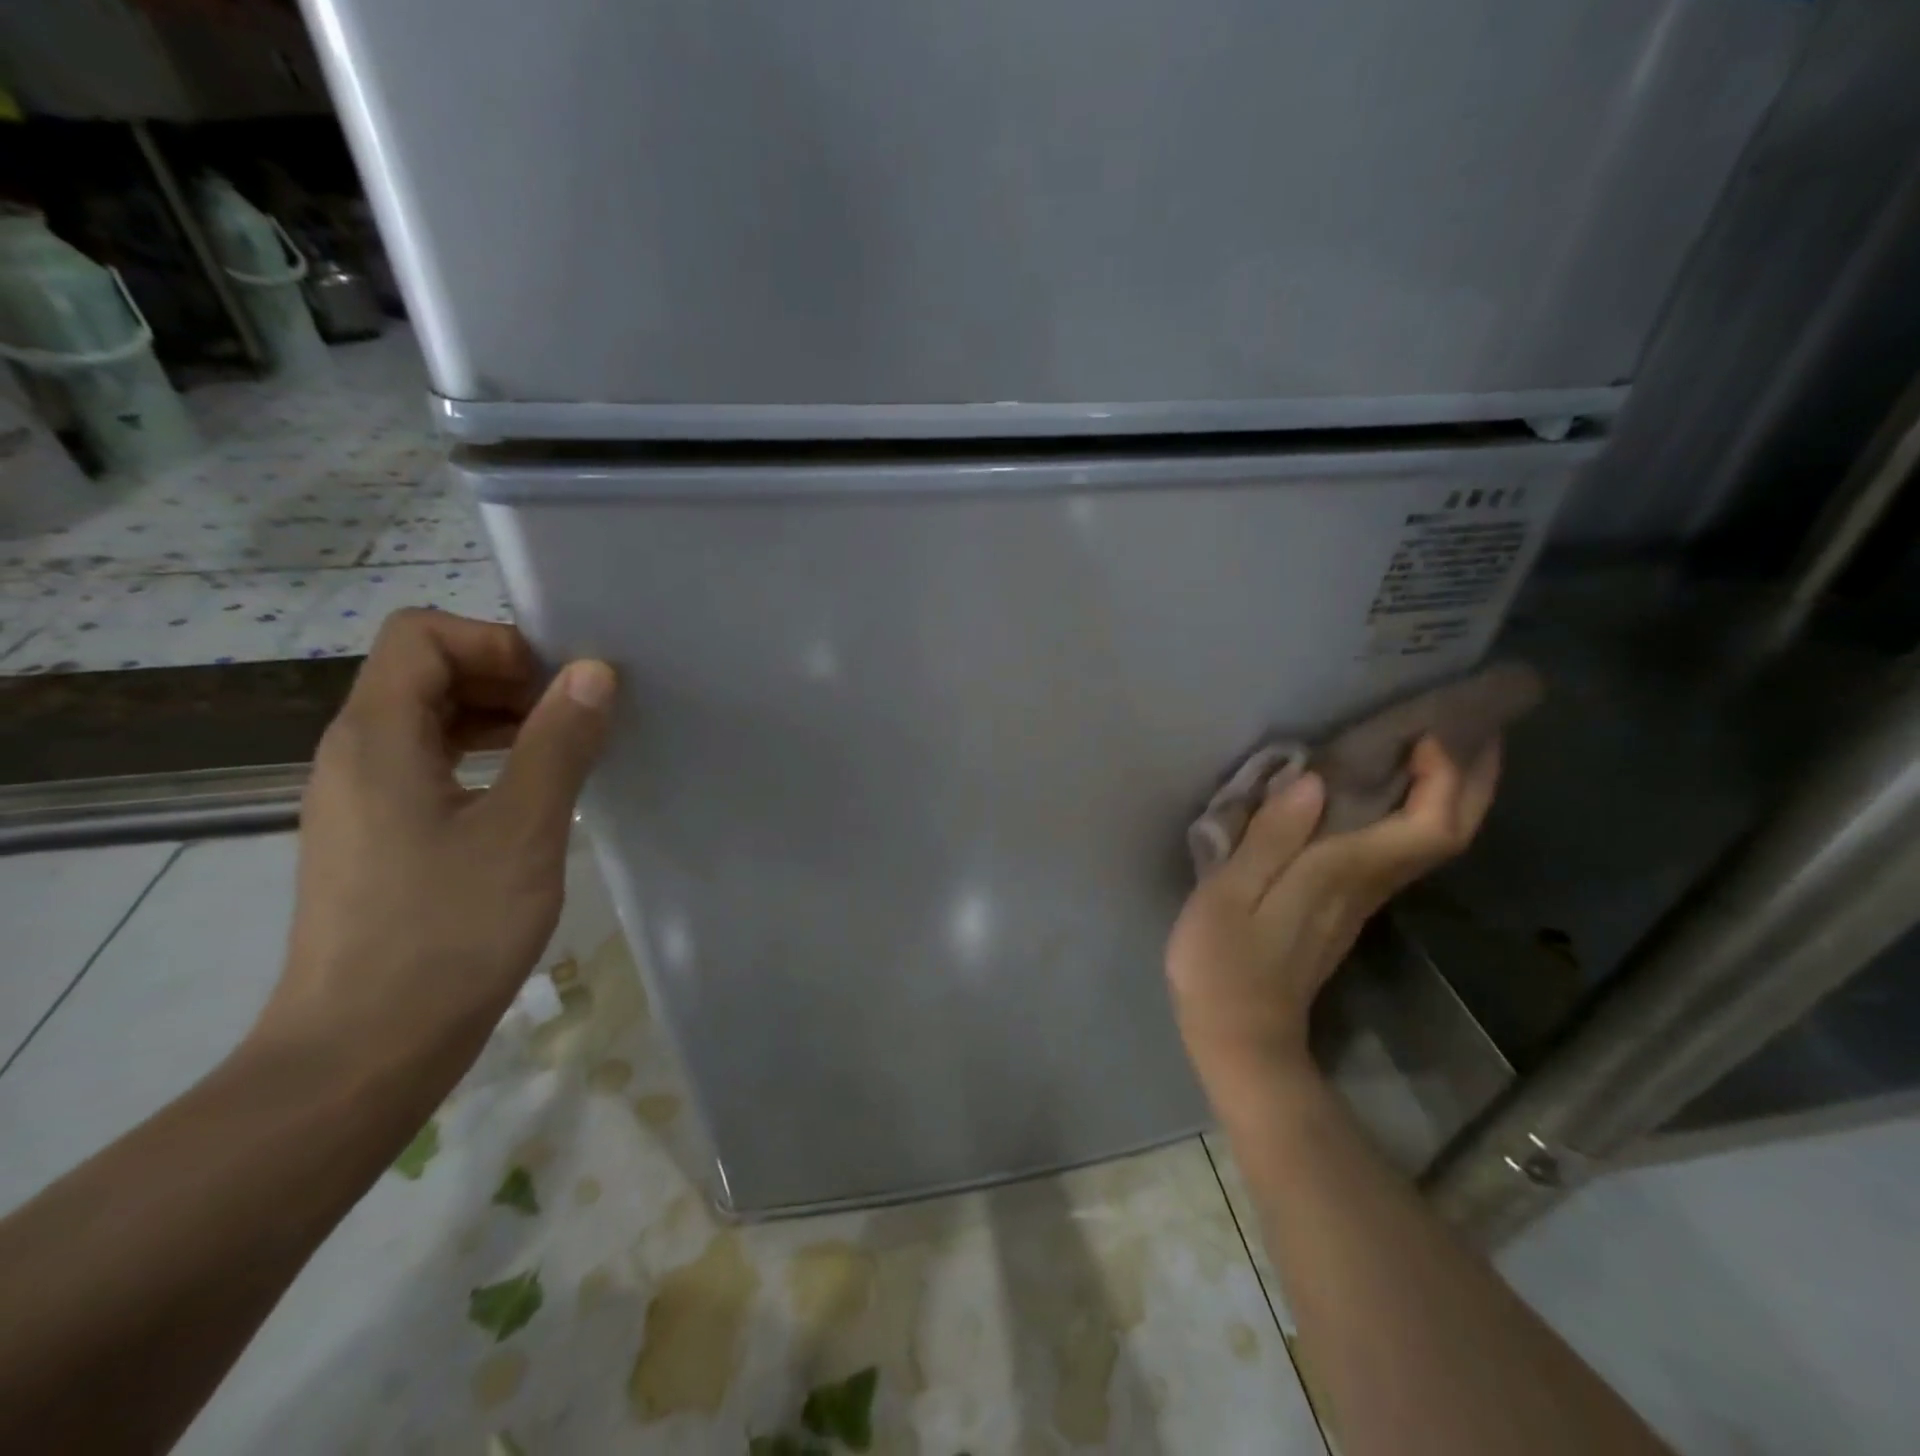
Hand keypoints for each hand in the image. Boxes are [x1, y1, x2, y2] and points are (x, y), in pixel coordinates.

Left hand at [254, 609, 614, 1084]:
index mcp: (377, 737)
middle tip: (575, 719)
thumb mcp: (522, 830)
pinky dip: (485, 760)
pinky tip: (531, 798)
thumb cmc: (447, 933)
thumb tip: (594, 672)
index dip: (495, 642)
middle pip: (426, 672)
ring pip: (430, 721)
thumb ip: (558, 742)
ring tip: (565, 754)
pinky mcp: (379, 838)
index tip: (558, 687)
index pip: (421, 635)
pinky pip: (430, 766)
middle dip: (506, 678)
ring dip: (501, 720)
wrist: (362, 1052)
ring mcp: (362, 799)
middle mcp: (356, 754)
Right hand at [1166, 736, 1500, 1098]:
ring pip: (1429, 841)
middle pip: (1445, 832)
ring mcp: (1360, 900)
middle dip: (1471, 778)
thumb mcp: (1230, 895)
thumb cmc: (1224, 963)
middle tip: (1478, 724)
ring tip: (1438, 745)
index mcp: (1344, 874)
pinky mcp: (1343, 907)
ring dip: (1447, 792)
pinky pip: (1398, 850)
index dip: (1447, 774)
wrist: (1240, 1034)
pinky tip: (1388, 795)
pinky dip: (1411, 814)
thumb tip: (1311, 781)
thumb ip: (1269, 838)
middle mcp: (1367, 884)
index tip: (1437, 727)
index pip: (1429, 824)